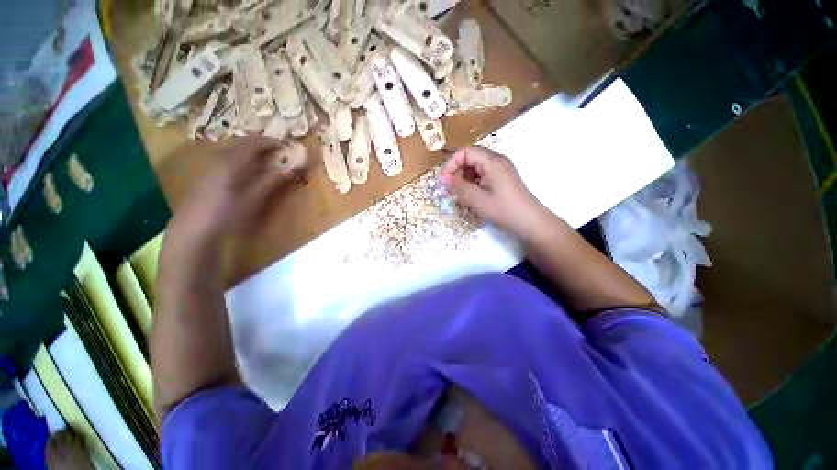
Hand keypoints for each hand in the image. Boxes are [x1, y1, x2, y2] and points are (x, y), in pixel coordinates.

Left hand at [169, 136, 296, 242]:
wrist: (194, 227)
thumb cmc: (227, 213)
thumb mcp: (253, 198)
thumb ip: (271, 181)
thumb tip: (290, 169)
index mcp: (232, 161)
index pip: (254, 142)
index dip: (272, 142)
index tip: (287, 147)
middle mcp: (220, 156)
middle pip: (243, 142)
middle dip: (262, 144)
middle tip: (279, 152)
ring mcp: (212, 163)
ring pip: (235, 149)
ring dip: (252, 151)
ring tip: (268, 160)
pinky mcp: (208, 172)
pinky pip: (229, 156)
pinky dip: (243, 157)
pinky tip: (249, 169)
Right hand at [440, 147, 546, 236]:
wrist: (530, 222)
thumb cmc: (503, 210)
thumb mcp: (477, 200)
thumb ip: (459, 187)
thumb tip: (443, 179)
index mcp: (492, 161)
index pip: (465, 152)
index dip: (451, 164)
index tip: (444, 181)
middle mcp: (497, 161)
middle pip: (470, 158)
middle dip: (457, 172)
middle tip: (450, 190)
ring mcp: (500, 170)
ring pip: (475, 168)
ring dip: (464, 179)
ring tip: (460, 195)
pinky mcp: (502, 179)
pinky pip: (482, 176)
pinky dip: (473, 184)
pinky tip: (471, 197)